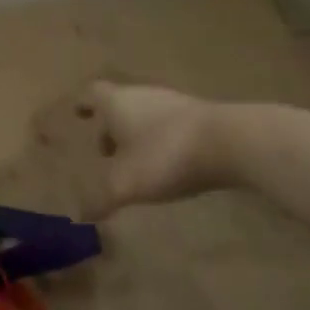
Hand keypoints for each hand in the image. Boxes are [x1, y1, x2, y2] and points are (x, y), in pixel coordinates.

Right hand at [32, 81, 231, 219]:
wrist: (230, 142)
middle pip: (119, 104)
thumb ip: (101, 200)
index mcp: (116, 103)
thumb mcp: (126, 185)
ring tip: (136, 161)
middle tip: (105, 151)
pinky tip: (168, 162)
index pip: (92, 94)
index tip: (78, 114)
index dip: (83, 104)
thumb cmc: (165, 155)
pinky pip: (171, 124)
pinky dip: (162, 139)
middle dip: (110, 126)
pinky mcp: (201, 116)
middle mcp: (142, 95)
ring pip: (146, 113)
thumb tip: (82, 215)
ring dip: (137, 133)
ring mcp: (175, 103)